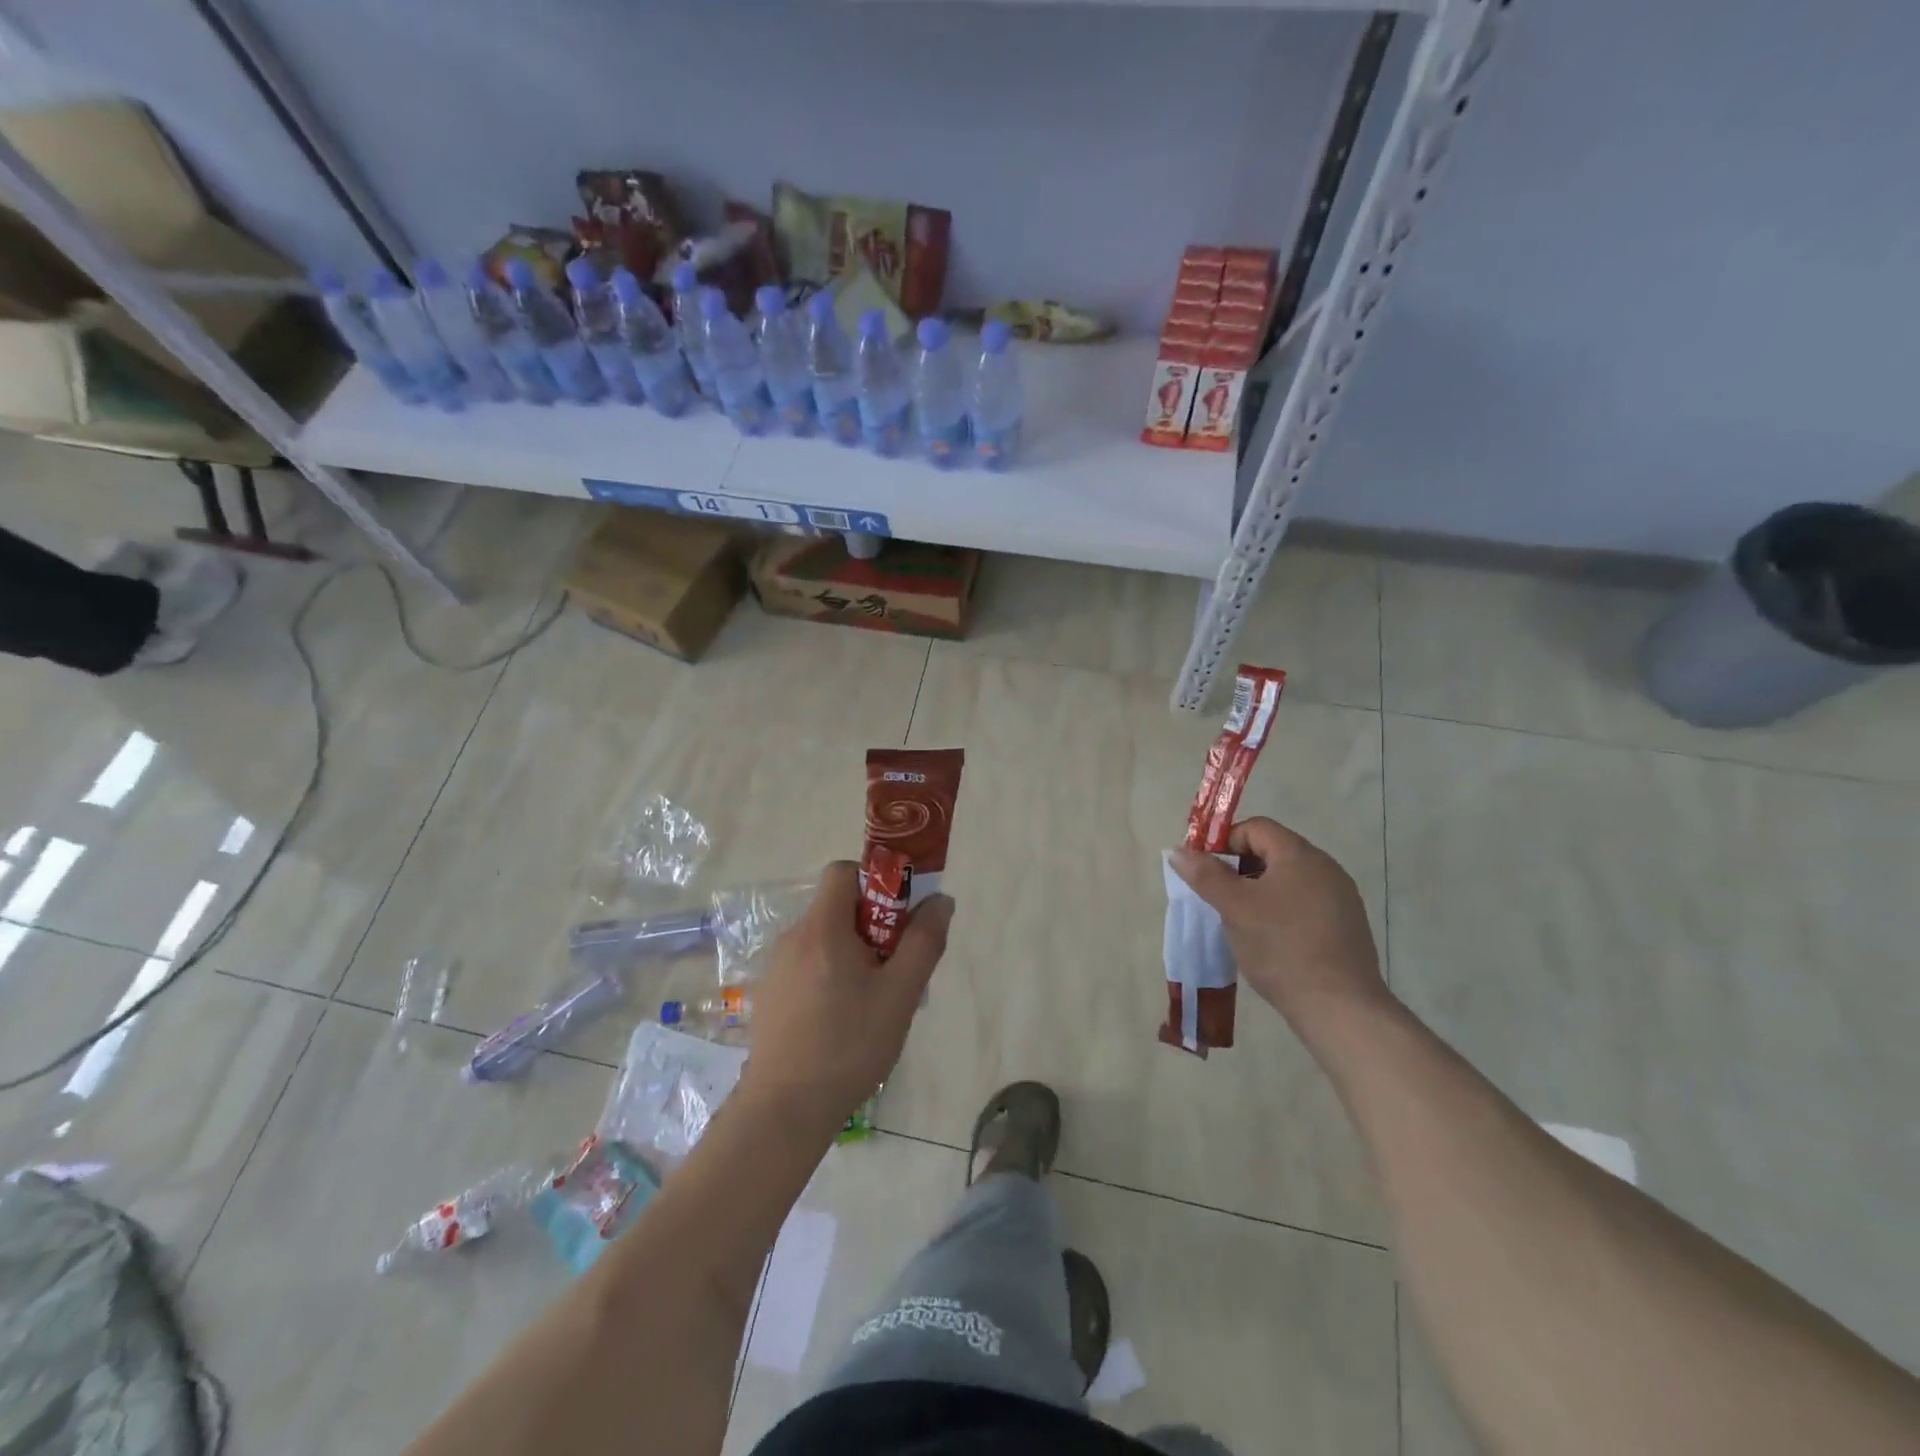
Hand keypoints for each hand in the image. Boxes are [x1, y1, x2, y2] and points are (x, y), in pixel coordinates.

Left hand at [737, 861, 952, 1134]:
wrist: (784, 1111)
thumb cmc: (849, 1046)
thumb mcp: (900, 994)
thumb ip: (924, 942)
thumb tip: (940, 900)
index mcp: (822, 928)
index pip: (843, 871)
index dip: (875, 881)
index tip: (898, 916)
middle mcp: (793, 938)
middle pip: (837, 907)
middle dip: (872, 924)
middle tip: (894, 967)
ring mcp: (777, 968)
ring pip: (825, 939)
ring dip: (854, 953)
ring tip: (874, 1001)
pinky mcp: (771, 995)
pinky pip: (809, 965)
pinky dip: (831, 974)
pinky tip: (844, 1020)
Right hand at [1170, 817, 1388, 1033]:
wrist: (1340, 1008)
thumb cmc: (1281, 948)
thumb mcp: (1234, 908)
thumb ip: (1205, 875)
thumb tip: (1178, 851)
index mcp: (1300, 855)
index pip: (1256, 827)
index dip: (1225, 842)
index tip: (1205, 870)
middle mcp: (1326, 868)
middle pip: (1274, 851)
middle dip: (1240, 868)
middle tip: (1219, 897)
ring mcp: (1341, 897)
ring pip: (1289, 879)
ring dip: (1260, 890)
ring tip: (1241, 921)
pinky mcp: (1347, 926)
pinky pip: (1306, 903)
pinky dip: (1282, 910)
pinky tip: (1271, 940)